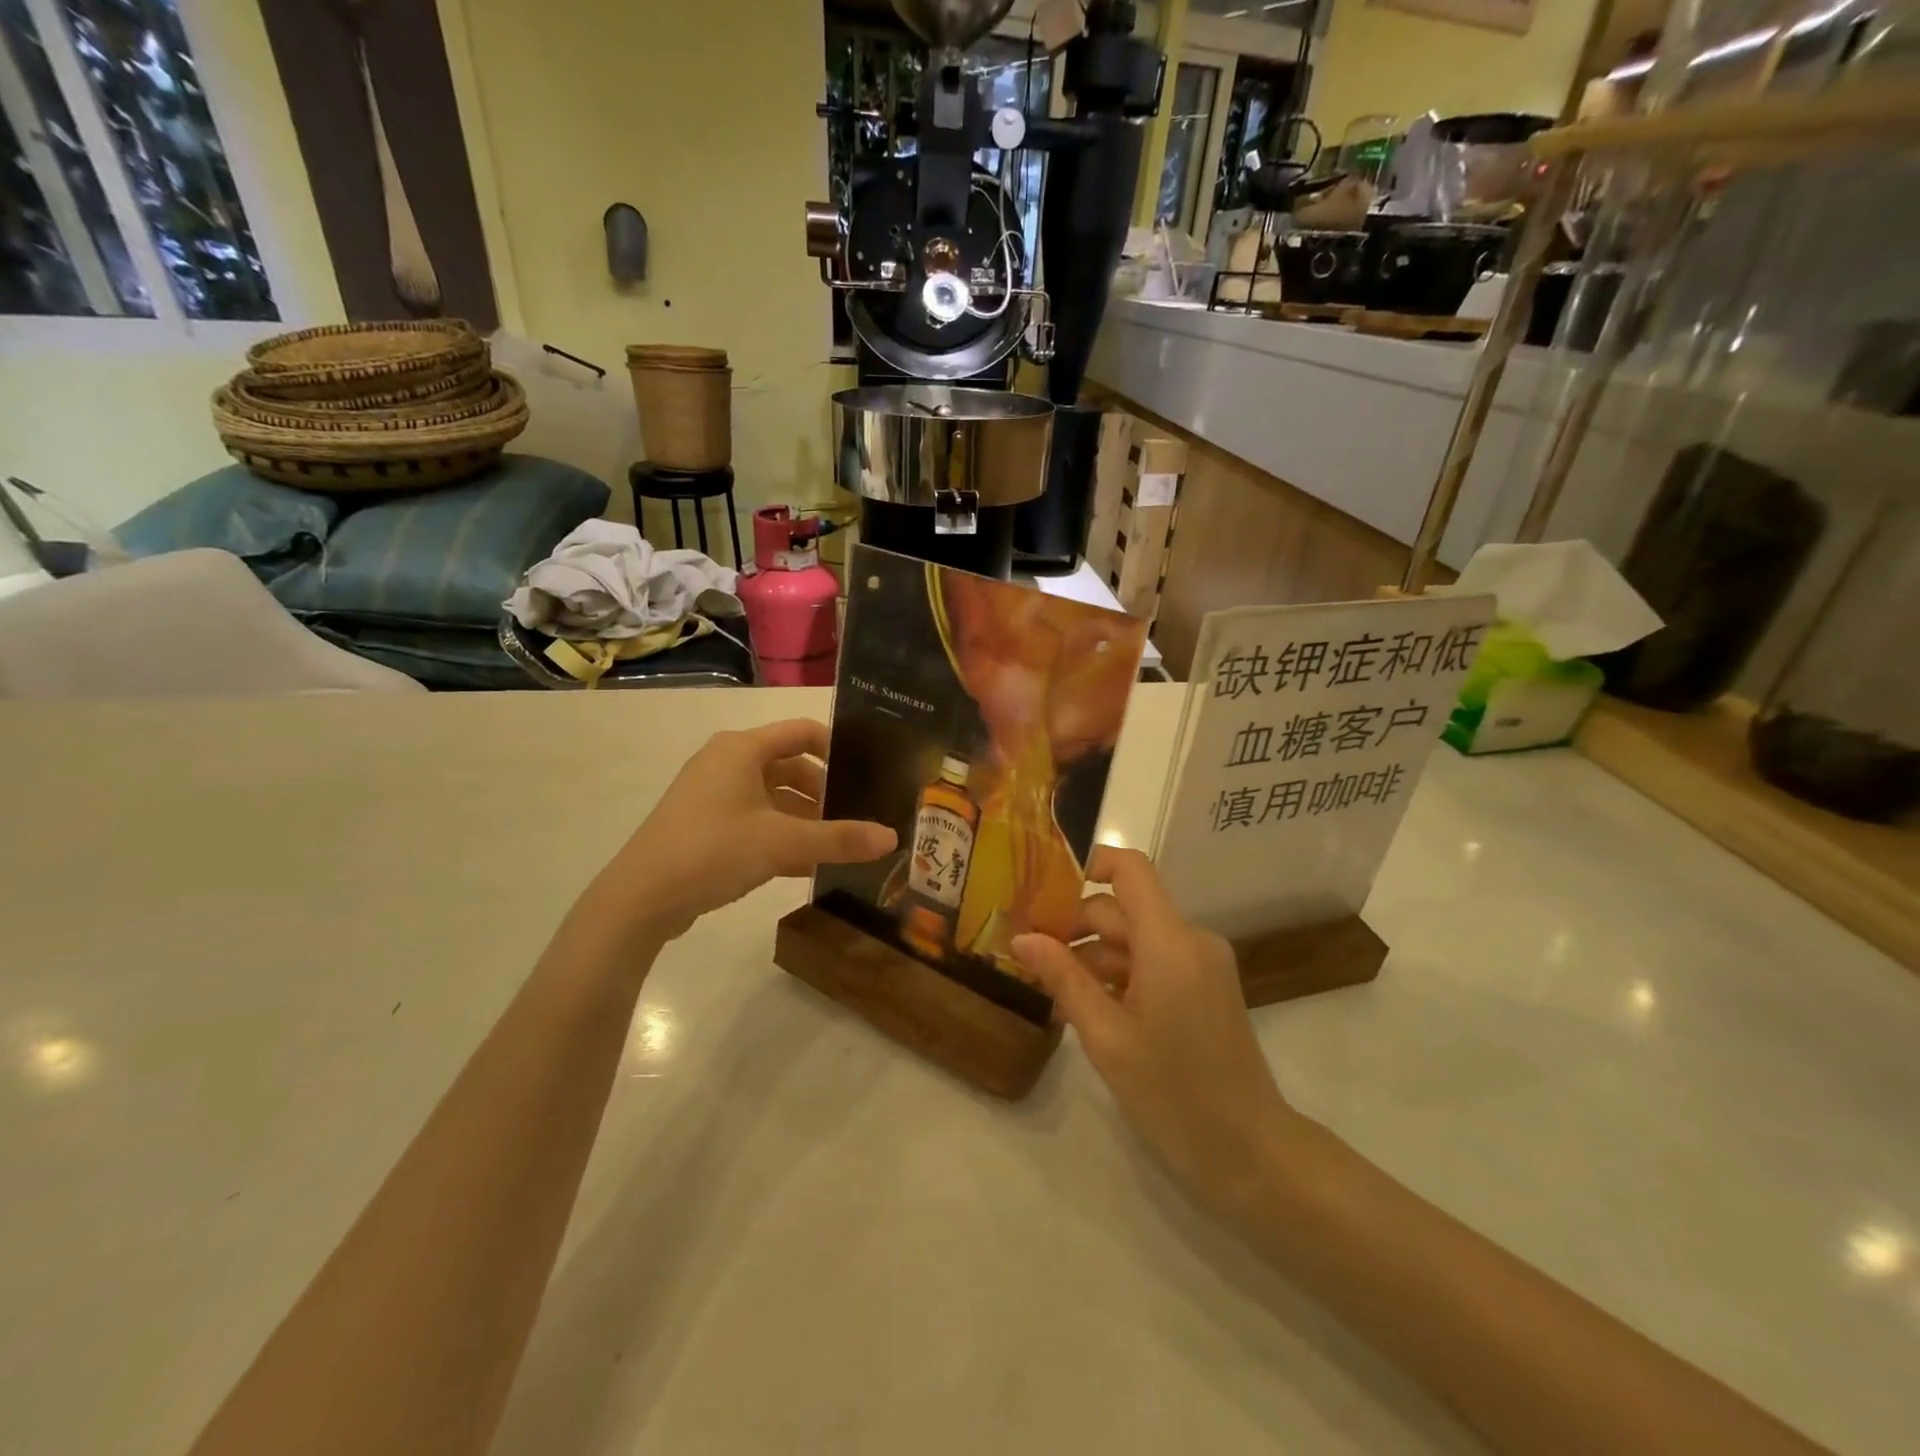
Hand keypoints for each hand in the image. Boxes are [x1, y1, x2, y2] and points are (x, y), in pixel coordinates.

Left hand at [588, 719, 895, 941]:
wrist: (641, 898)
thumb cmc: (713, 850)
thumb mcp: (782, 843)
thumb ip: (839, 839)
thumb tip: (892, 838)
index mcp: (742, 749)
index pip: (802, 732)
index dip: (837, 748)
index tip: (867, 773)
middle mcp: (727, 763)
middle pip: (790, 767)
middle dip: (824, 792)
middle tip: (857, 816)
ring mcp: (714, 796)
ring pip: (773, 798)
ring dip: (805, 818)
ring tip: (839, 844)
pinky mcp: (706, 826)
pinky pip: (756, 821)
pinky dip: (782, 836)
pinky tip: (809, 866)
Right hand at [1012, 848, 1296, 1214]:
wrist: (1250, 1153)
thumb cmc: (1173, 1094)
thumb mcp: (1106, 1037)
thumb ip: (1063, 978)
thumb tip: (1022, 938)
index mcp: (1170, 941)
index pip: (1130, 869)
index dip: (1088, 864)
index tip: (1042, 890)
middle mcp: (1191, 939)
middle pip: (1124, 909)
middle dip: (1075, 927)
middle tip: (1029, 958)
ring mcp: (1202, 963)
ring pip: (1135, 938)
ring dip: (1093, 957)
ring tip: (1051, 993)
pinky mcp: (1205, 986)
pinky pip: (1154, 961)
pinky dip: (1119, 975)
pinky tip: (1087, 1007)